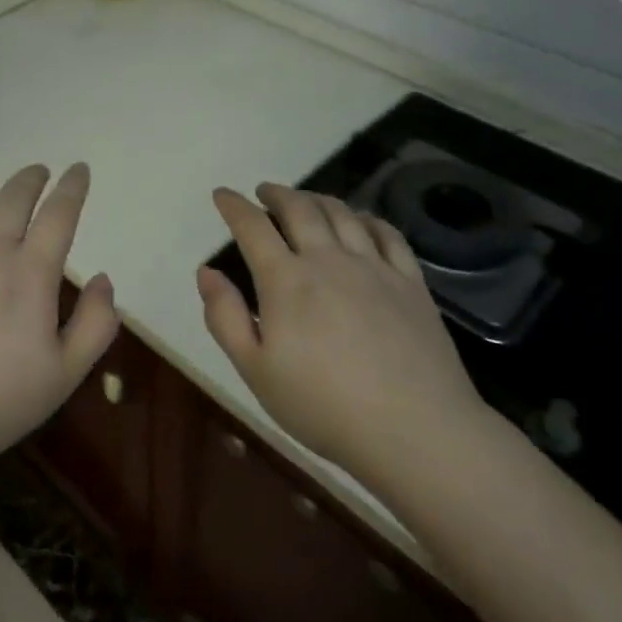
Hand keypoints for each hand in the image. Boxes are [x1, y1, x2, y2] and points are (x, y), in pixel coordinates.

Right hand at [196, 184, 493, 479]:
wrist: (414, 430)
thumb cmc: (322, 406)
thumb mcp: (255, 370)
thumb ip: (225, 317)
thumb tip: (206, 271)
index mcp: (286, 280)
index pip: (253, 227)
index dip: (234, 206)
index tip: (223, 194)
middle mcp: (329, 260)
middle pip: (300, 208)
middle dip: (276, 194)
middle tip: (264, 192)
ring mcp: (374, 267)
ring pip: (342, 214)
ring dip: (317, 198)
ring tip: (305, 200)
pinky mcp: (411, 282)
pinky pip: (387, 234)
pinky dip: (366, 218)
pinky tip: (361, 221)